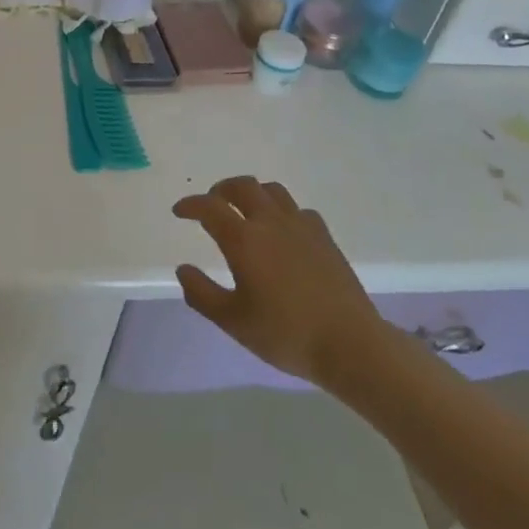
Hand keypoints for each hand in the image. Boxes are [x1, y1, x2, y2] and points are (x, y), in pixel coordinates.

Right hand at [173, 177, 388, 388]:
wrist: (348, 342)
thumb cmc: (285, 334)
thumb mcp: (233, 321)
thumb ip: (202, 293)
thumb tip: (183, 269)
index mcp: (244, 239)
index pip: (210, 208)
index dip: (191, 205)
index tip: (179, 211)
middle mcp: (271, 221)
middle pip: (243, 186)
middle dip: (221, 190)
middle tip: (212, 203)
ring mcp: (301, 225)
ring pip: (272, 191)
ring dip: (252, 193)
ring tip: (245, 210)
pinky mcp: (324, 235)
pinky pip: (297, 209)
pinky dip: (281, 210)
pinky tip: (282, 230)